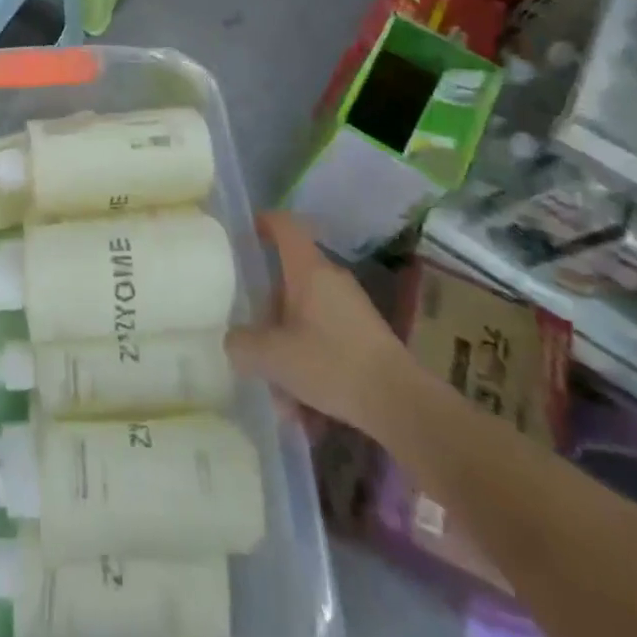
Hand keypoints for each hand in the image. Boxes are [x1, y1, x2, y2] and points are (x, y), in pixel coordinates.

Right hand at [227, 212, 407, 437]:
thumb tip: (235, 341)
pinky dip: (311, 368)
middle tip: (255, 349)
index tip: (245, 236)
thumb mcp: (273, 357)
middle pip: (288, 283)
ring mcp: (352, 308)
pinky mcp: (366, 338)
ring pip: (305, 320)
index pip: (283, 225)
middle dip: (268, 319)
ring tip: (284, 401)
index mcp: (308, 269)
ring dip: (289, 354)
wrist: (402, 404)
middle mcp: (331, 280)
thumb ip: (243, 345)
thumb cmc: (332, 364)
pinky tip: (309, 412)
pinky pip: (325, 342)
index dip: (262, 223)